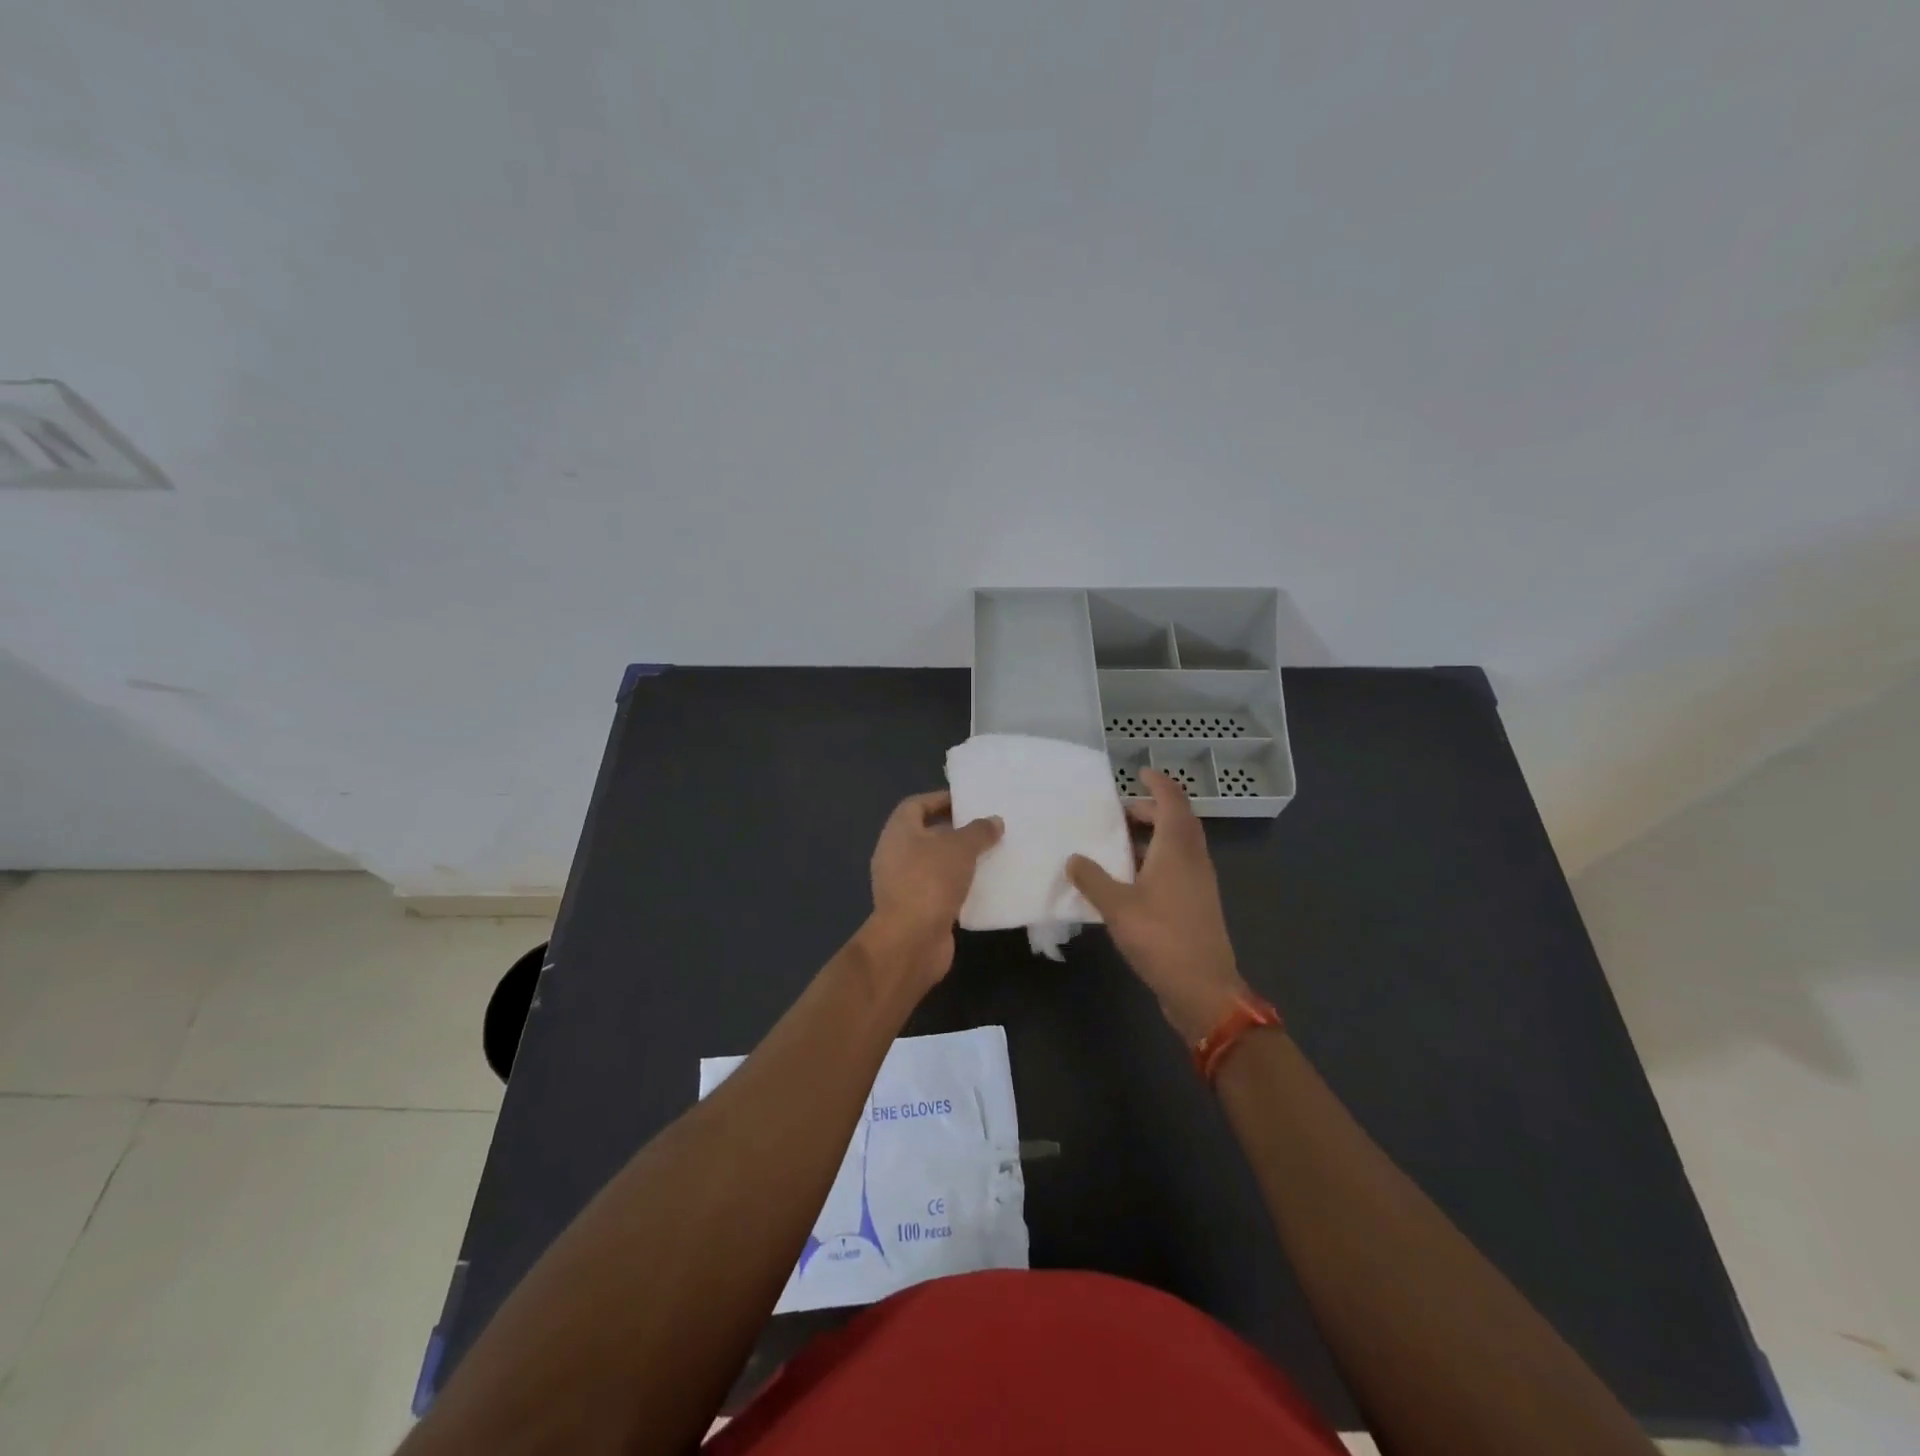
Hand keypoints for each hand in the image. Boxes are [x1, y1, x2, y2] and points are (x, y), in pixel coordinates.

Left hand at [861, 790, 1002, 989]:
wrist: (911, 940)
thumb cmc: (930, 881)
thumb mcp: (960, 848)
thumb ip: (979, 831)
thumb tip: (994, 821)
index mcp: (898, 832)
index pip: (917, 805)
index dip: (941, 800)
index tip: (969, 802)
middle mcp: (895, 854)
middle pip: (926, 834)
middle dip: (955, 830)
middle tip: (986, 828)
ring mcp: (903, 884)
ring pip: (935, 863)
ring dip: (958, 859)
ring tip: (990, 854)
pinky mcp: (916, 908)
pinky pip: (939, 888)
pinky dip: (958, 885)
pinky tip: (983, 885)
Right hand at [1068, 769, 1251, 1043]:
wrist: (1203, 989)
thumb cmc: (1162, 939)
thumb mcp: (1117, 907)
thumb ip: (1092, 879)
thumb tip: (1074, 858)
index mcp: (1178, 850)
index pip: (1173, 801)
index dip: (1158, 784)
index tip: (1139, 773)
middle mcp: (1193, 859)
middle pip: (1178, 821)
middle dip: (1152, 810)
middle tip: (1120, 812)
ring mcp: (1199, 883)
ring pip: (1178, 845)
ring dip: (1153, 836)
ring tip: (1119, 843)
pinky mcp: (1196, 904)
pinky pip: (1176, 867)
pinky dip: (1155, 860)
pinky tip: (1129, 878)